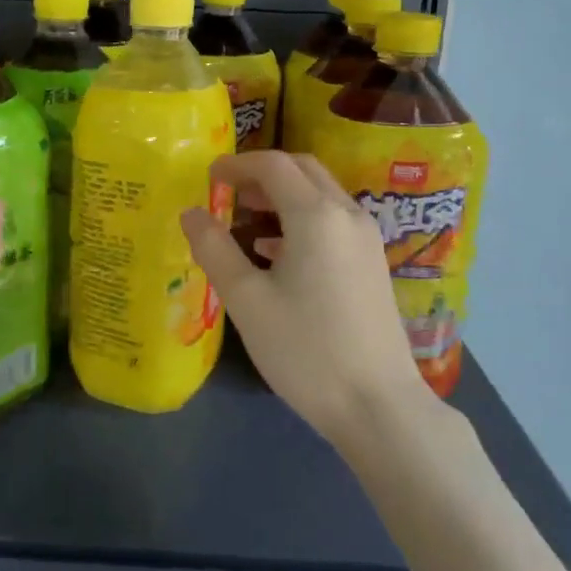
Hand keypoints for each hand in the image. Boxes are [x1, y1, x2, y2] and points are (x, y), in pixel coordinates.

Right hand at [180, 151, 431, 448]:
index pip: (274, 165)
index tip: (209, 176)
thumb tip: (191, 212)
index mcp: (316, 215)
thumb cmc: (305, 350)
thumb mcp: (246, 300)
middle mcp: (347, 215)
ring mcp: (366, 239)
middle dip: (263, 173)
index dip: (238, 164)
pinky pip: (333, 220)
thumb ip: (214, 249)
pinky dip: (302, 218)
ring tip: (246, 219)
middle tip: (228, 192)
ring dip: (283, 195)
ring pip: (321, 194)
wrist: (379, 406)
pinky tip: (276, 253)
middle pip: (303, 169)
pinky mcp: (373, 263)